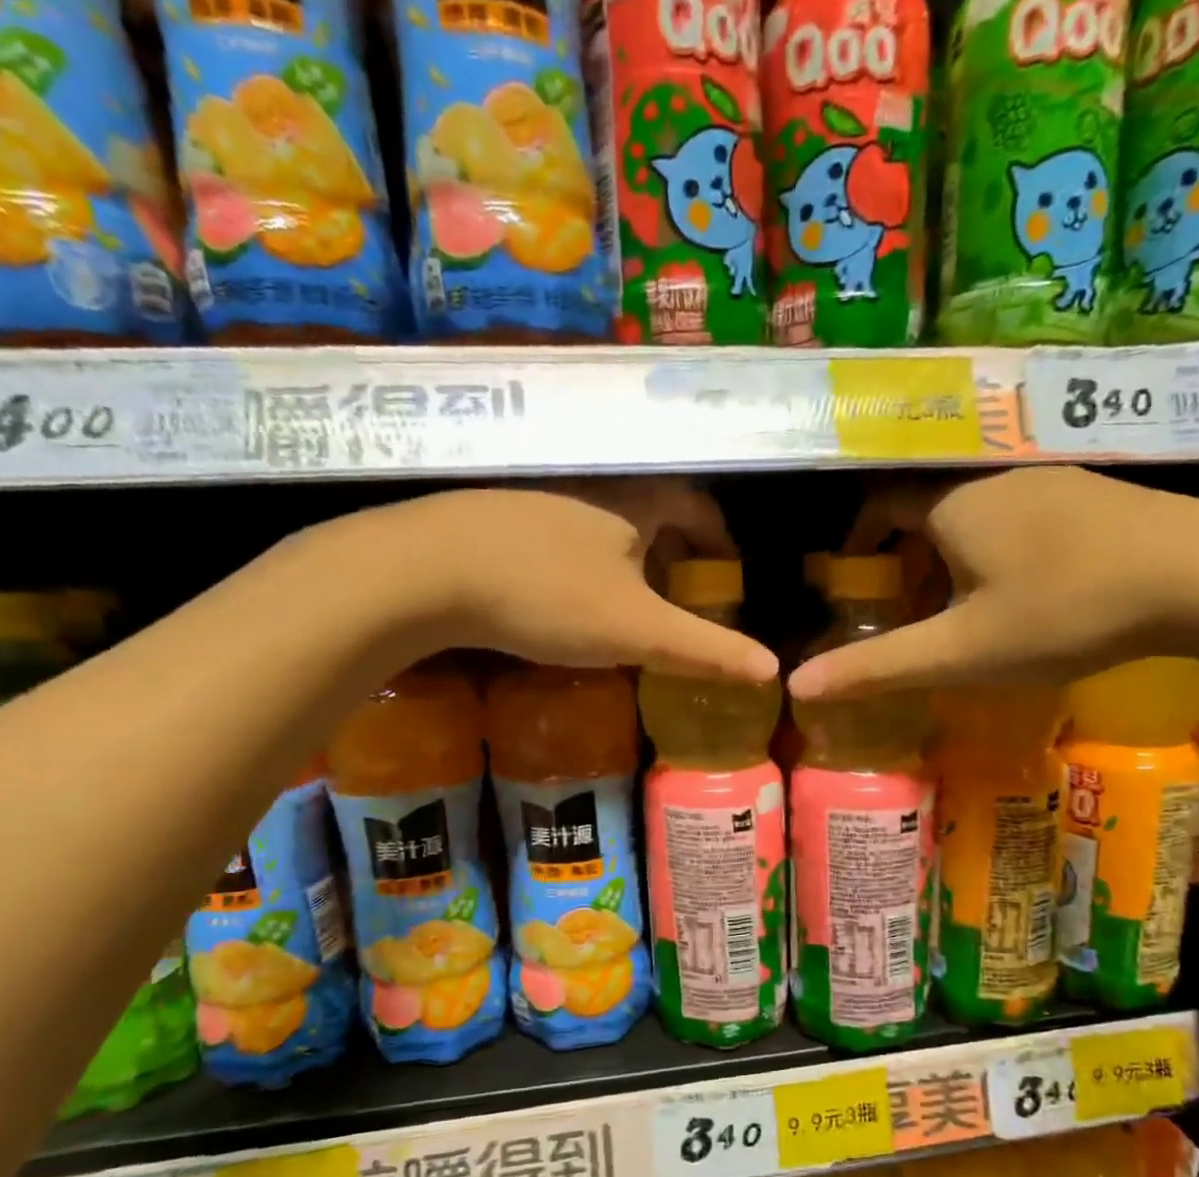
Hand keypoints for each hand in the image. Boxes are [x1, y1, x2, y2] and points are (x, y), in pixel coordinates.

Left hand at [292, 481, 776, 680]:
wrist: (425, 571)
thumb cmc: (547, 595)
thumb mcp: (635, 630)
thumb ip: (704, 649)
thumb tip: (773, 669)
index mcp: (635, 502)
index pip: (696, 506)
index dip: (719, 537)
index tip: (729, 572)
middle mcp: (591, 485)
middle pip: (650, 511)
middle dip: (675, 550)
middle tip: (683, 594)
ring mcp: (538, 495)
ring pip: (601, 522)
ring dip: (624, 555)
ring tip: (627, 600)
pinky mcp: (495, 515)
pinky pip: (558, 533)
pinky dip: (579, 560)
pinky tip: (562, 593)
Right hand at [790, 467, 1198, 698]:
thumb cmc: (1065, 610)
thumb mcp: (962, 650)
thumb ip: (877, 666)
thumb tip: (797, 685)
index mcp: (952, 503)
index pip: (879, 502)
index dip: (858, 539)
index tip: (854, 581)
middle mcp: (994, 477)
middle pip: (927, 507)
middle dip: (906, 556)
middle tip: (906, 610)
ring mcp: (1050, 479)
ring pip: (976, 511)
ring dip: (954, 553)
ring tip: (963, 609)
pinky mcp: (1094, 493)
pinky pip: (1021, 514)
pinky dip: (999, 547)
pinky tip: (1028, 591)